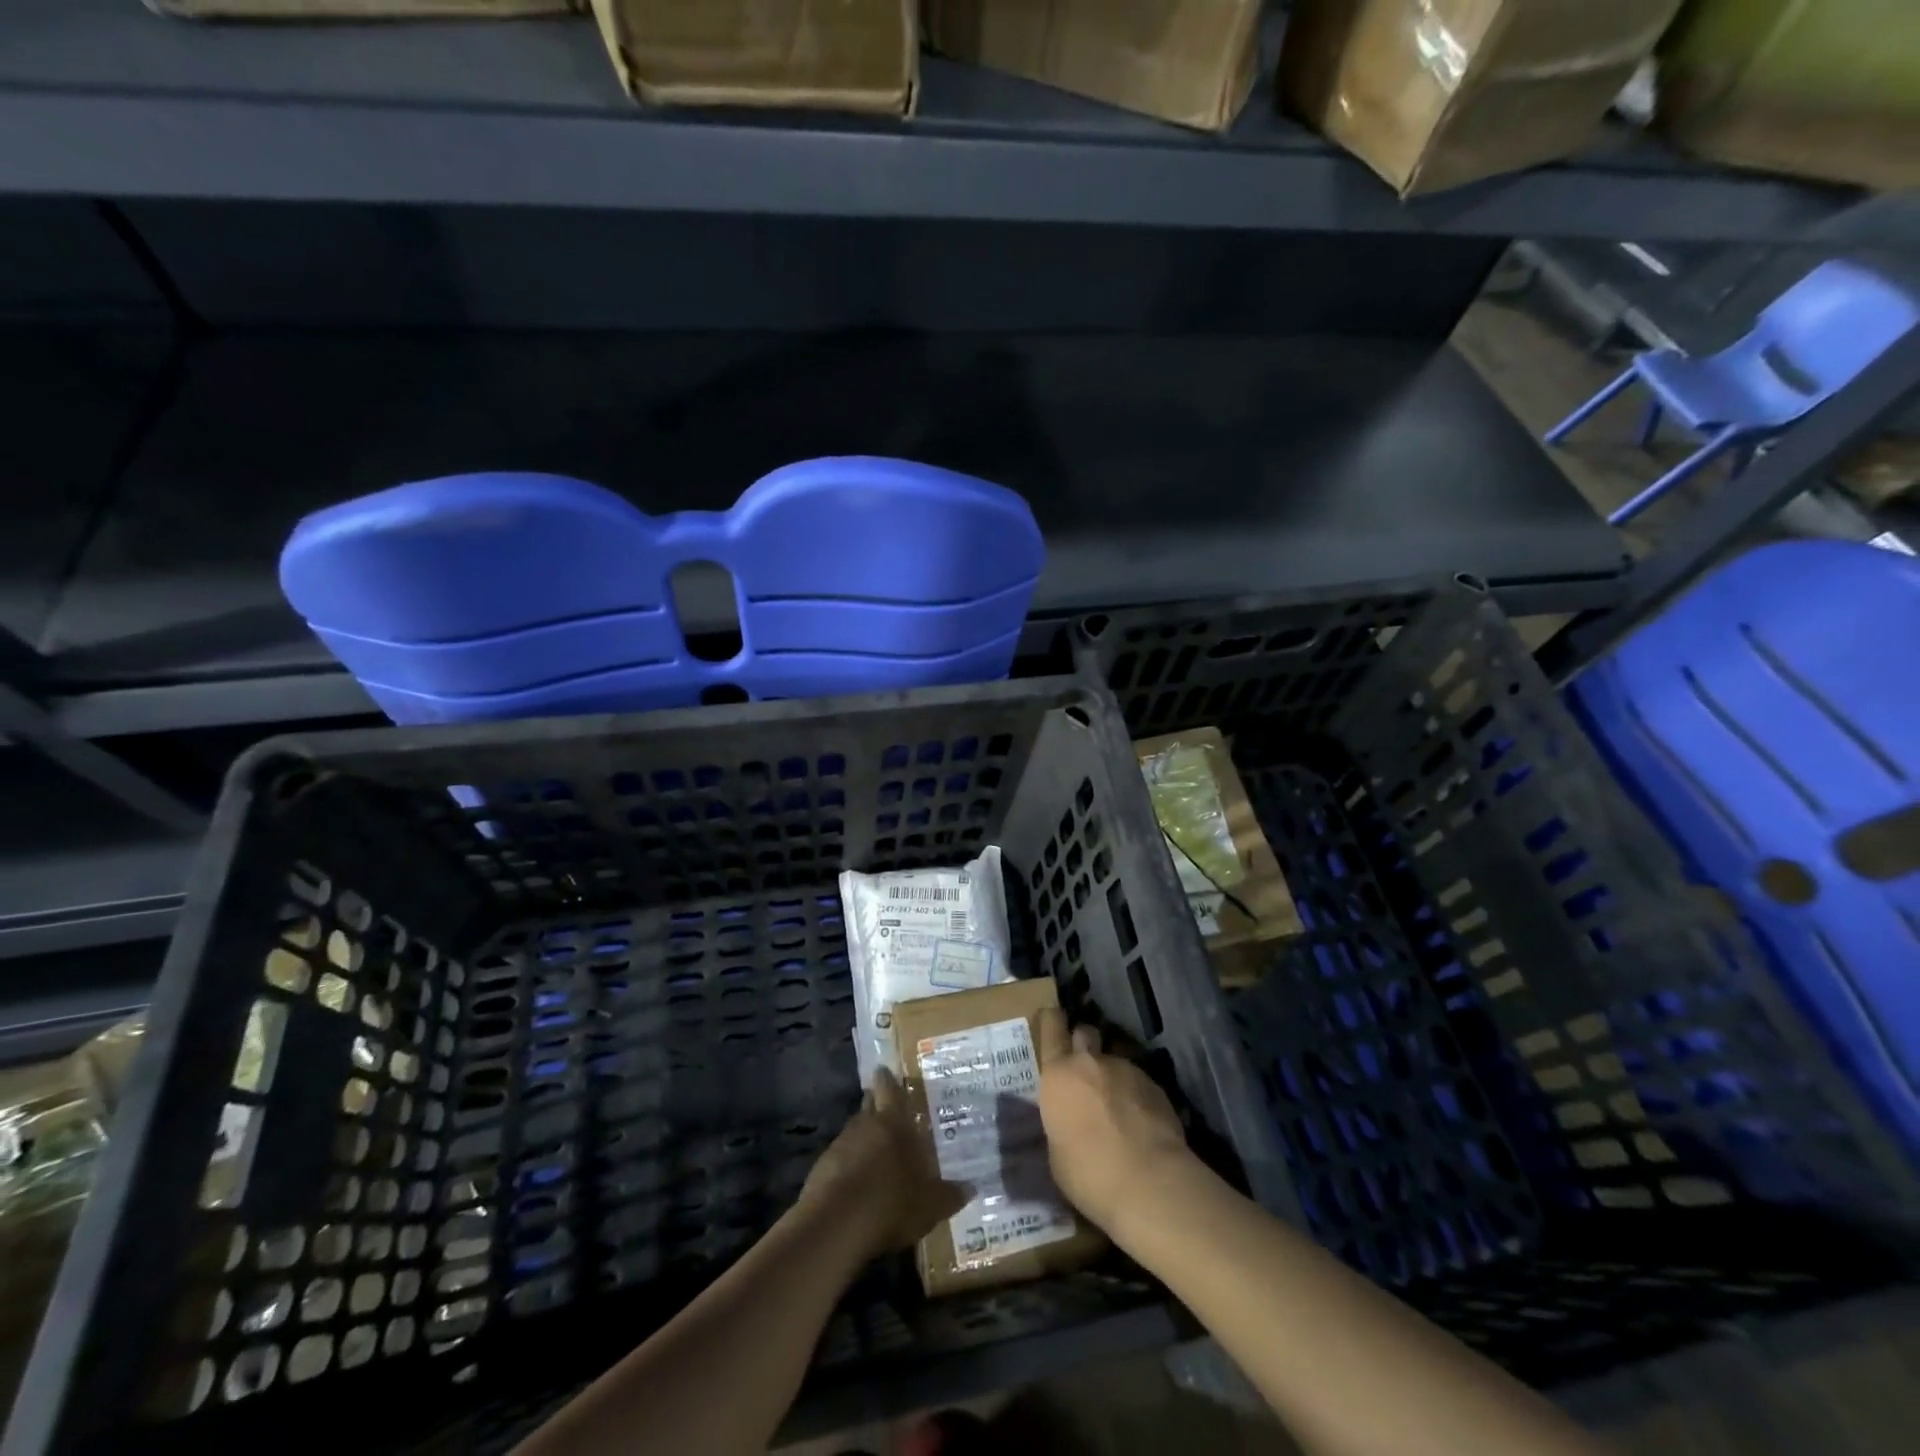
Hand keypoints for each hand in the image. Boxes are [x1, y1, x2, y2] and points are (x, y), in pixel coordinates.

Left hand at [800, 1067, 969, 1260]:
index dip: (887, 1080)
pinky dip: (849, 1163)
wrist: (836, 1226)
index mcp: (892, 1123)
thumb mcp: (930, 1205)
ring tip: (875, 1151)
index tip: (884, 1070)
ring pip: (854, 1132)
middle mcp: (864, 1125)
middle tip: (886, 1110)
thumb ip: (950, 1194)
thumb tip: (972, 1187)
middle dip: (875, 1105)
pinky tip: (857, 1181)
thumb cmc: (891, 1203)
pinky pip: (839, 1158)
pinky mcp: (821, 1169)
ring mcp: (839, 1146)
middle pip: (869, 1106)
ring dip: (863, 1138)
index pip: (889, 1089)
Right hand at [1036, 1008, 1193, 1232]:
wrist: (1148, 1182)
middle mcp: (1090, 1062)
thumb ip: (1060, 1122)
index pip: (1052, 1028)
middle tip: (1085, 1071)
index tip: (1052, 1019)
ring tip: (1118, 1110)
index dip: (1051, 1021)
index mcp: (1059, 1074)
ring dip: (1112, 1078)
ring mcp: (1126, 1070)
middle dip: (1084, 1046)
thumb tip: (1069, 1120)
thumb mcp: (1056, 1152)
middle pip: (1085, 1033)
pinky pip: (1138, 1083)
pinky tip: (1140, 1123)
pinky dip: (1136, 1096)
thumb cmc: (1088, 1173)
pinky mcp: (1155, 1085)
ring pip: (1114, 1063)